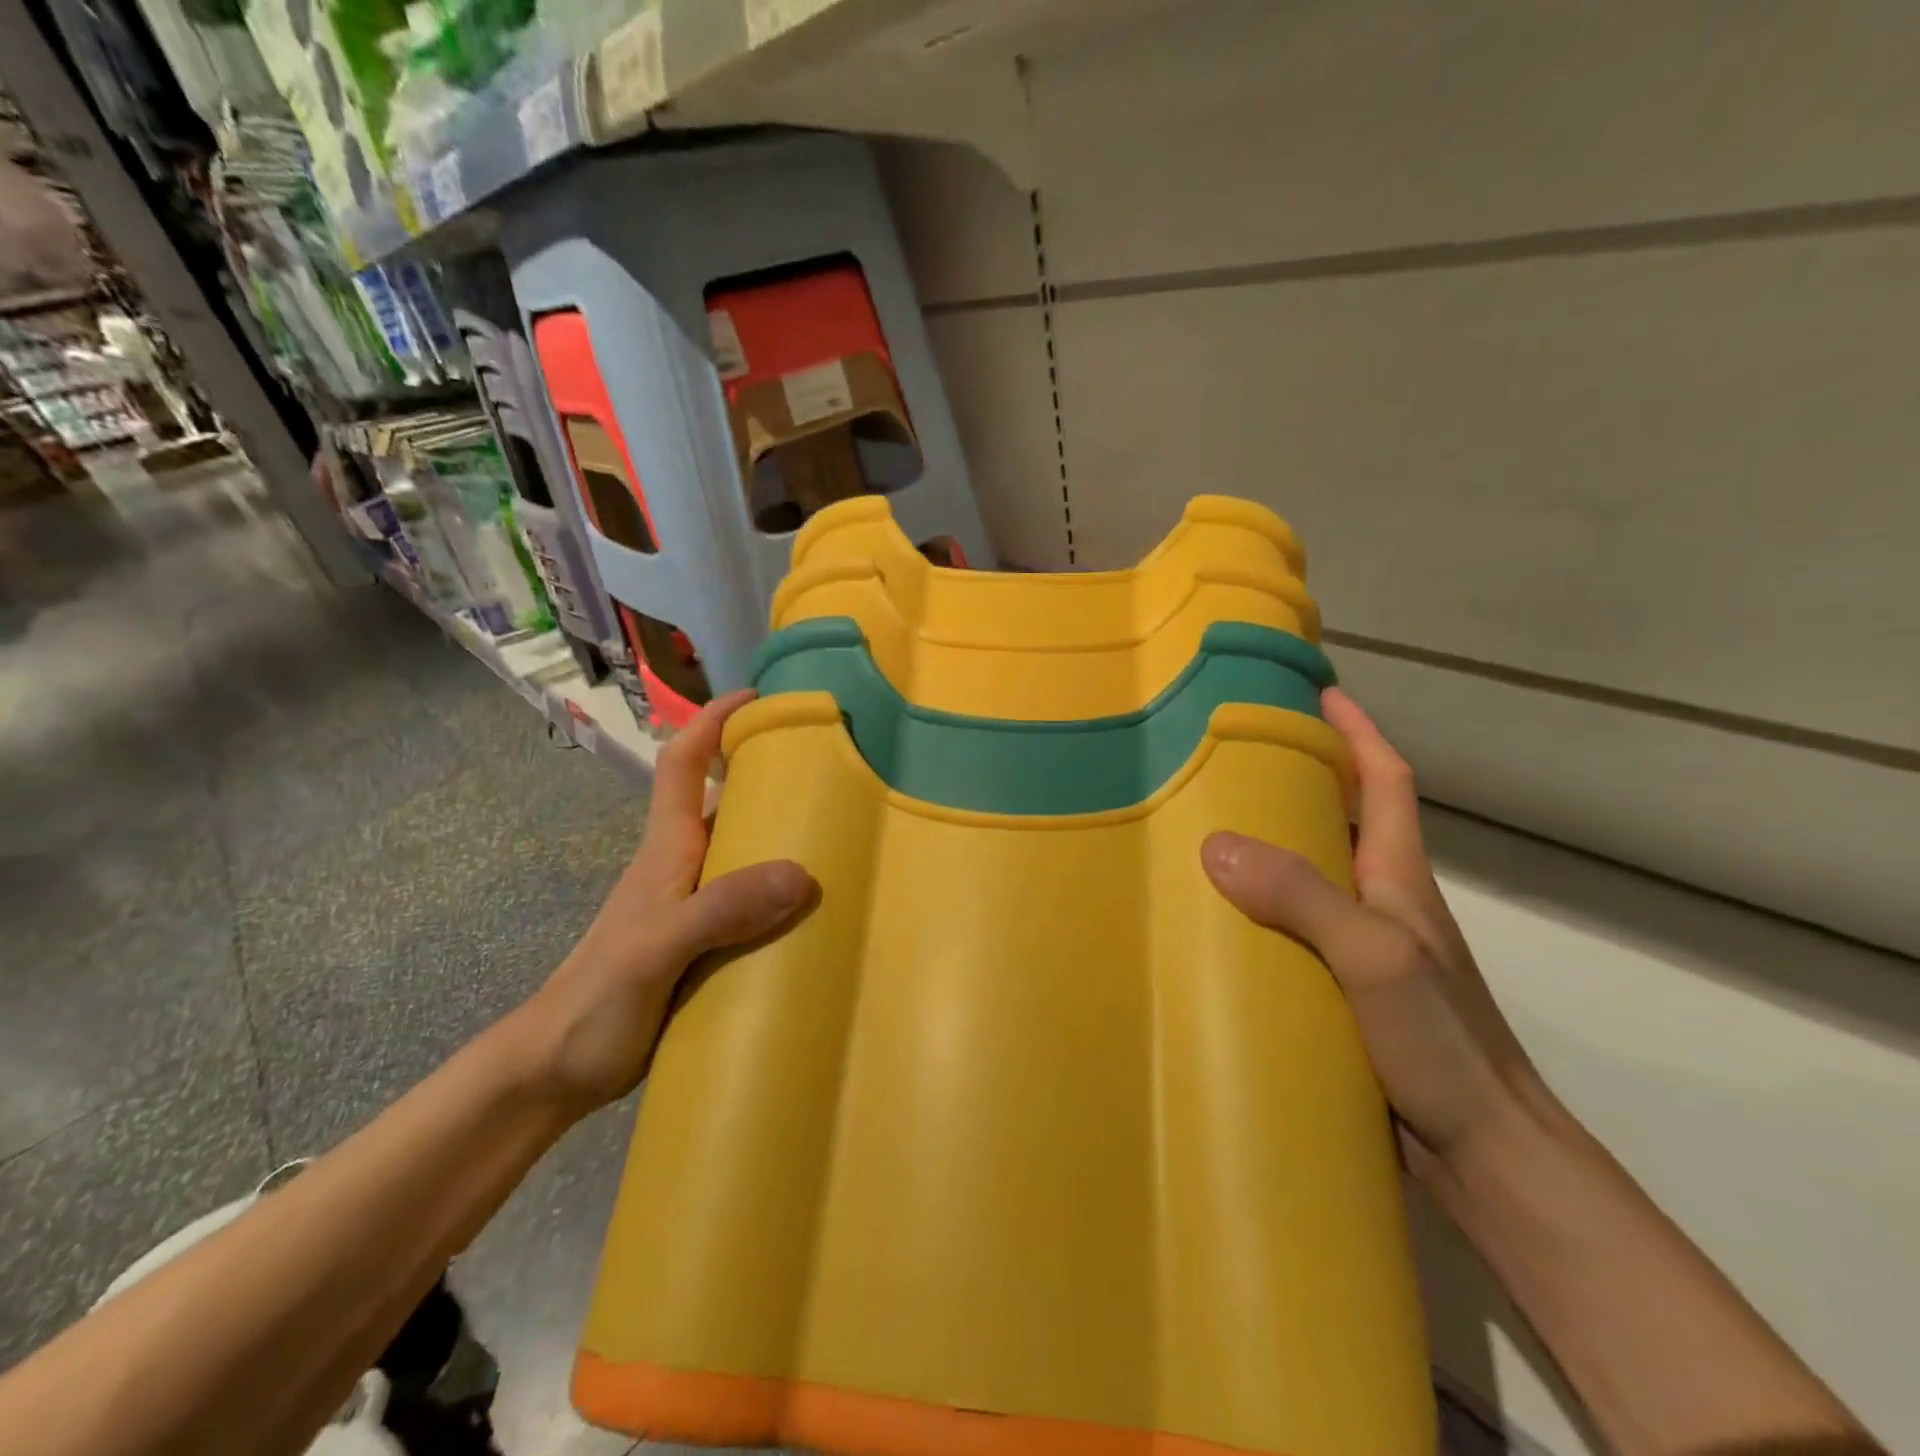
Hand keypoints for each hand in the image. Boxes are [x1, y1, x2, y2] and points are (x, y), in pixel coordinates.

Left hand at [518, 690, 813, 1113]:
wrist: (554, 1072)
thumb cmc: (596, 1000)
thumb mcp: (656, 950)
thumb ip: (721, 910)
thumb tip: (801, 874)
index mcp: (667, 850)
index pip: (682, 763)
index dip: (713, 722)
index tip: (758, 698)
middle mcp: (682, 867)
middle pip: (721, 800)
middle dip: (766, 775)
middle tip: (830, 772)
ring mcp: (691, 907)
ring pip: (740, 852)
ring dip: (780, 837)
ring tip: (840, 837)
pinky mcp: (702, 944)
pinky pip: (749, 902)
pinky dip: (780, 894)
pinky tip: (815, 912)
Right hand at [1201, 688, 1554, 1181]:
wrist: (1486, 1153)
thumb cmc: (1440, 1042)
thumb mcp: (1372, 957)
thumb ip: (1302, 897)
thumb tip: (1216, 844)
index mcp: (1398, 877)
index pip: (1384, 781)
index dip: (1356, 732)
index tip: (1319, 692)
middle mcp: (1383, 902)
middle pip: (1343, 820)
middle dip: (1300, 778)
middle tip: (1232, 758)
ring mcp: (1364, 949)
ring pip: (1314, 876)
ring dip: (1274, 844)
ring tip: (1209, 826)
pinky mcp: (1344, 991)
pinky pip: (1295, 928)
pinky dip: (1262, 909)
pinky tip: (1221, 920)